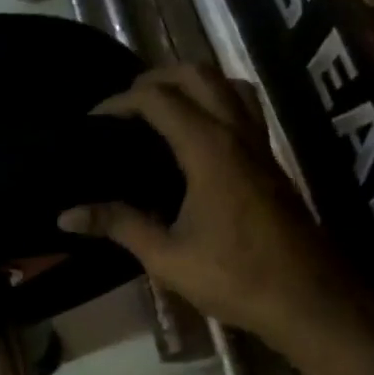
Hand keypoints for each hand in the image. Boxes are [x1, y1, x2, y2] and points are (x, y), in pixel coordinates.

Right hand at [58, 67, 349, 344]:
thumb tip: (65, 216)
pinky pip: (242, 110)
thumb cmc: (234, 277)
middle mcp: (237, 134)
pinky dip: (214, 103)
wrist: (308, 298)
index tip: (92, 120)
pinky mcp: (270, 163)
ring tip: (160, 108)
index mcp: (208, 149)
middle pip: (198, 76)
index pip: (159, 100)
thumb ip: (118, 225)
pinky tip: (195, 136)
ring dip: (192, 83)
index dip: (120, 101)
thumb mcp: (166, 256)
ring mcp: (260, 146)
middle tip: (124, 104)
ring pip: (228, 86)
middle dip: (157, 78)